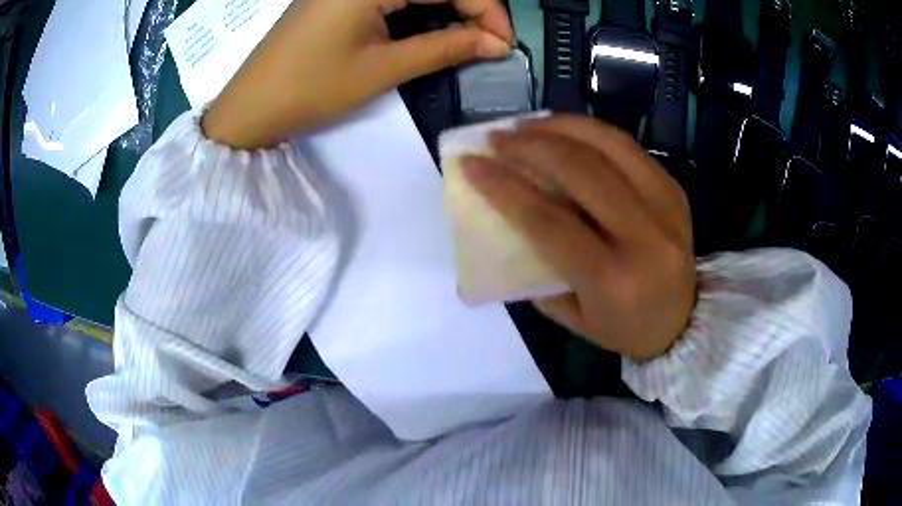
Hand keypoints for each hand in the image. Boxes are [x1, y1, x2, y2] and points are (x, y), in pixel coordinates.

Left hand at [203, 0, 513, 148]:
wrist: (251, 107)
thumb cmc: (311, 88)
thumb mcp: (383, 68)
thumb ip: (445, 49)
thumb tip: (497, 45)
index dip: (486, 8)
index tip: (505, 42)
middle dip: (469, 8)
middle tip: (490, 42)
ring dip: (446, 8)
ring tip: (468, 39)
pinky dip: (419, 9)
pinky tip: (433, 28)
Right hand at [461, 116, 696, 361]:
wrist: (684, 323)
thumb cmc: (623, 328)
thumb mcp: (572, 316)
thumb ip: (538, 270)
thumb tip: (508, 218)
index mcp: (612, 278)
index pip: (549, 221)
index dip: (504, 187)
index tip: (471, 164)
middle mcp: (644, 236)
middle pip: (581, 171)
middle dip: (530, 145)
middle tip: (498, 138)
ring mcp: (665, 206)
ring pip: (610, 145)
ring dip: (560, 127)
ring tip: (528, 125)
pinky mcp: (674, 190)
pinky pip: (628, 147)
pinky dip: (591, 131)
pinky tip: (565, 131)